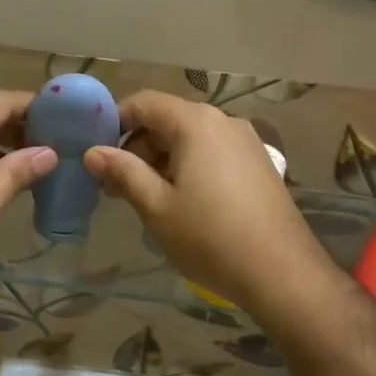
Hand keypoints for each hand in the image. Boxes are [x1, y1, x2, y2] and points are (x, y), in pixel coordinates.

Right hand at [83, 91, 330, 320]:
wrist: (282, 273)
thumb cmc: (210, 237)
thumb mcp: (156, 206)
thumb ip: (123, 172)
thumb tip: (92, 152)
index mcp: (196, 123)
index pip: (144, 103)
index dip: (114, 122)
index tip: (96, 153)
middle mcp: (223, 121)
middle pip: (167, 119)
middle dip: (136, 147)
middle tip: (116, 187)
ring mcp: (246, 142)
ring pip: (190, 138)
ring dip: (161, 161)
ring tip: (146, 199)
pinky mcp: (258, 164)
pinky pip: (212, 153)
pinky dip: (188, 167)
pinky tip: (182, 203)